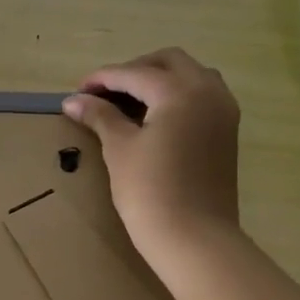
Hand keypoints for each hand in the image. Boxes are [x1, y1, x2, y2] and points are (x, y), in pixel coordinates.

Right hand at [62, 48, 242, 256]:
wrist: (193, 237)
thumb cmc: (149, 192)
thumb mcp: (119, 149)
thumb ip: (100, 117)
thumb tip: (74, 100)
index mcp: (180, 92)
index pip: (135, 73)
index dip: (103, 79)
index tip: (77, 91)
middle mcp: (208, 91)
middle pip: (169, 62)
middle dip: (134, 70)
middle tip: (103, 93)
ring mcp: (223, 111)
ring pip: (191, 76)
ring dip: (159, 80)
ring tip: (128, 103)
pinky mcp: (226, 131)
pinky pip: (202, 96)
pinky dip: (176, 96)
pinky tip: (153, 118)